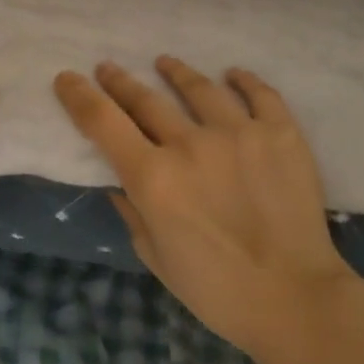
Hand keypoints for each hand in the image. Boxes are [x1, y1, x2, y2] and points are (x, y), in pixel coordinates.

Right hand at [53, 56, 360, 363]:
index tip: (67, 79)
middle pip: (145, 99)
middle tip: (107, 68)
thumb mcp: (154, 256)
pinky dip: (243, 80)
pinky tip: (232, 74)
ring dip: (175, 71)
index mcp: (153, 177)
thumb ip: (131, 210)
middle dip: (119, 81)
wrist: (296, 301)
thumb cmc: (216, 290)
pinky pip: (259, 94)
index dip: (79, 96)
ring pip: (199, 87)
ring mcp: (238, 133)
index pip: (102, 121)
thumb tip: (117, 179)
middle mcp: (189, 144)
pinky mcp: (280, 134)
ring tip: (164, 63)